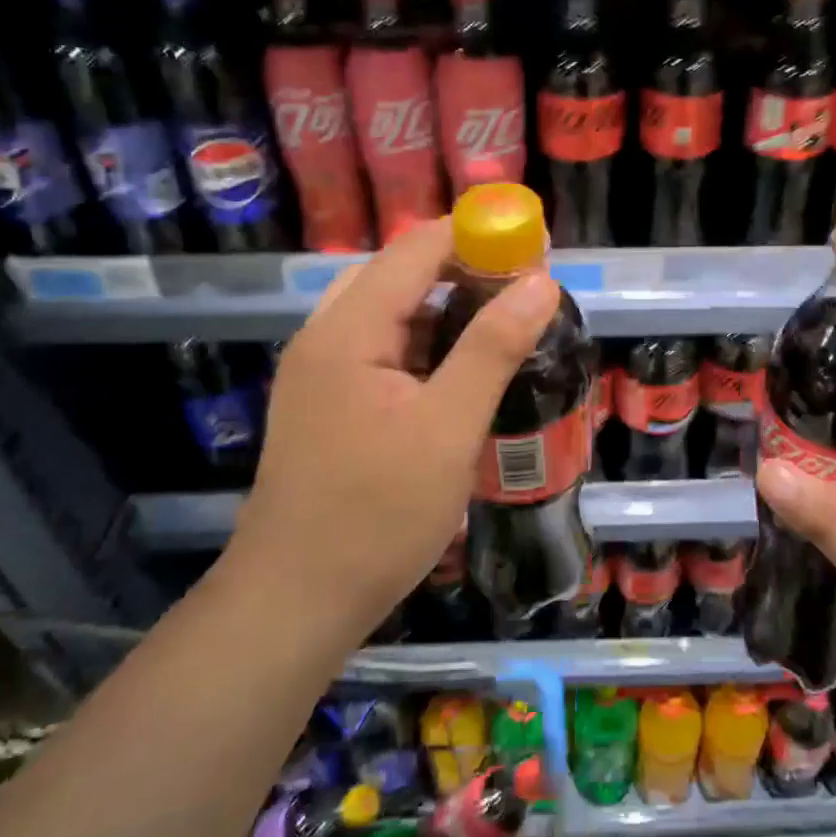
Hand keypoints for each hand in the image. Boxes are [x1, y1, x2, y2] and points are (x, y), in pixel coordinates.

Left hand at [222, 219, 558, 649]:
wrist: (295, 601)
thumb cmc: (377, 514)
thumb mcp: (449, 428)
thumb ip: (493, 347)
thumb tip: (540, 281)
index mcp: (348, 329)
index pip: (415, 249)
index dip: (475, 235)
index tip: (533, 244)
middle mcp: (325, 337)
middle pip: (398, 273)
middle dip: (463, 269)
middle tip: (522, 289)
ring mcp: (319, 372)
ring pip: (389, 313)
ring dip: (444, 307)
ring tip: (500, 324)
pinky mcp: (326, 403)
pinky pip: (380, 349)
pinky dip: (423, 344)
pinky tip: (458, 372)